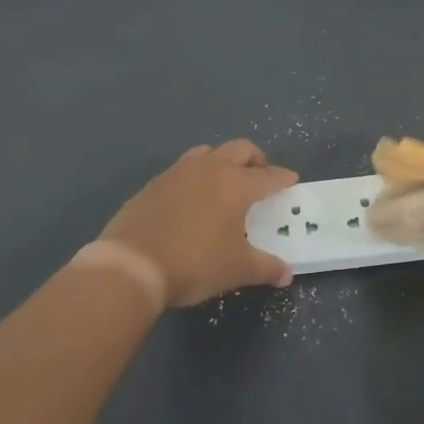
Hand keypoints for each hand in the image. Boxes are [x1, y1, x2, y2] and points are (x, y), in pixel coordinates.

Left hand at [99, 140, 297, 307]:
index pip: (268, 176)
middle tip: (261, 176)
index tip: (292, 179)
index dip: (283, 178)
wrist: (131, 264)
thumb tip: (286, 274)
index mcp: (236, 184)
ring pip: (208, 153)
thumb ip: (265, 268)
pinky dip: (195, 177)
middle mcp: (210, 169)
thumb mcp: (237, 269)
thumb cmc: (194, 263)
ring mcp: (178, 172)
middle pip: (240, 149)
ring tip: (225, 183)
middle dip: (256, 160)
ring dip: (222, 161)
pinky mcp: (153, 183)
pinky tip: (192, 200)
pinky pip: (182, 170)